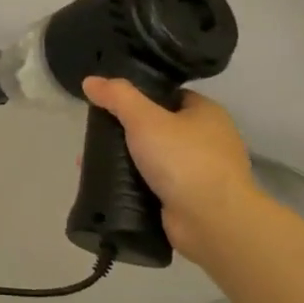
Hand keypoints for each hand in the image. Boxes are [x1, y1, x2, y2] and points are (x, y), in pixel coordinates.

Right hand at [81, 78, 260, 262]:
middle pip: (157, 128)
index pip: (169, 96)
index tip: (109, 103)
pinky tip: (106, 185)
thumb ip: (117, 97)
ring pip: (152, 158)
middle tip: (95, 136)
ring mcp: (199, 173)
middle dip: (124, 133)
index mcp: (207, 114)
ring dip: (124, 161)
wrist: (213, 221)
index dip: (139, 96)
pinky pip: (152, 185)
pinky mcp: (188, 200)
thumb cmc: (184, 160)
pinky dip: (130, 184)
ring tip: (90, 162)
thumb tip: (90, 81)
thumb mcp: (145, 119)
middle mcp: (208, 141)